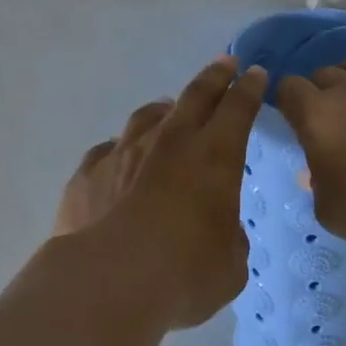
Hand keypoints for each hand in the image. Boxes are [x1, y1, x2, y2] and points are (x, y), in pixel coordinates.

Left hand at [54, 57, 268, 328]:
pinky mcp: (88, 173)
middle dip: (214, 77)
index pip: (239, 108)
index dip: (250, 88)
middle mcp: (170, 142)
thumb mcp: (230, 264)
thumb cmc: (184, 274)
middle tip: (225, 64)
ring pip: (147, 115)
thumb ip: (229, 239)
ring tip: (168, 111)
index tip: (256, 74)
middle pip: (196, 95)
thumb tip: (218, 230)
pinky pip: (108, 150)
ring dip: (164, 110)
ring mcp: (124, 152)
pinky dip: (121, 150)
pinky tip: (119, 160)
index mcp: (215, 156)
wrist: (107, 282)